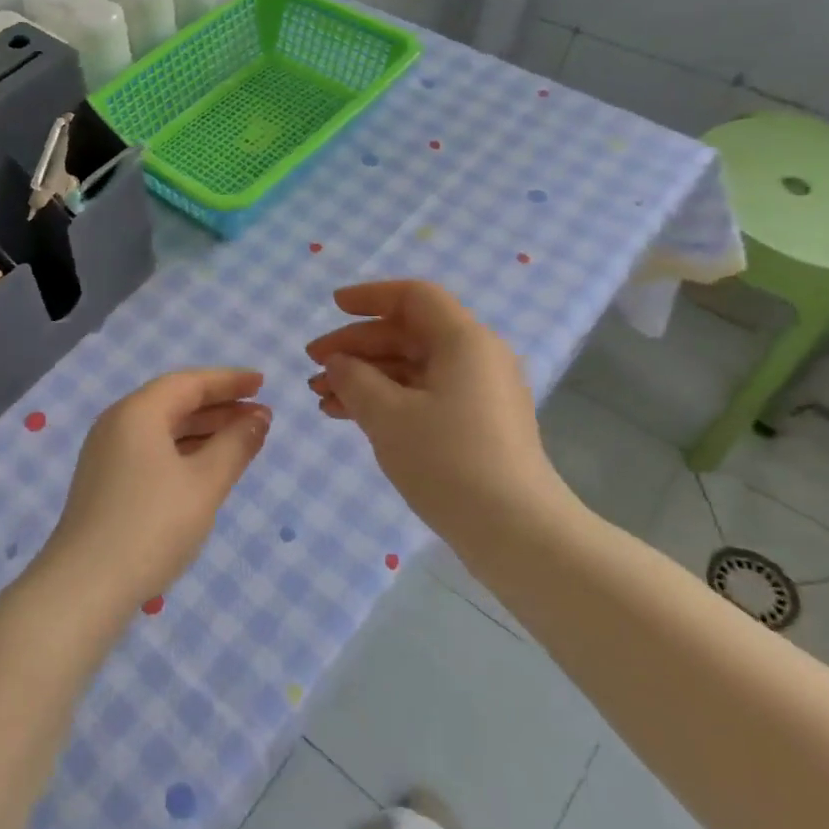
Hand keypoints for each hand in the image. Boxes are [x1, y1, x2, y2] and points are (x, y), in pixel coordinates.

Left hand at [37, 369, 270, 615]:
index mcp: (137, 412)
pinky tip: (206, 468)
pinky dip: (183, 451)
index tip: (262, 383)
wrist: (85, 586)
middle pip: (174, 402)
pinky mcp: (105, 482)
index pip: (188, 383)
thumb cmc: (152, 526)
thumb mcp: (204, 484)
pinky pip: (151, 451)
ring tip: (242, 440)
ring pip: (162, 429)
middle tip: (260, 415)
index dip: (229, 381)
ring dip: (203, 430)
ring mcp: (107, 454)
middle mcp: (117, 424)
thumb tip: (258, 418)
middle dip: (219, 406)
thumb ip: (235, 446)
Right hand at [304, 280, 570, 533]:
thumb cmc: (448, 461)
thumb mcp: (387, 416)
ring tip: (321, 397)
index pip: (414, 297)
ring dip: (365, 377)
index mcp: (464, 341)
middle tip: (313, 365)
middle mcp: (476, 358)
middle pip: (408, 333)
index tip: (332, 307)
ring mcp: (478, 393)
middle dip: (356, 346)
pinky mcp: (476, 425)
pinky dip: (386, 399)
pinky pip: (423, 395)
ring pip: (411, 368)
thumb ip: (354, 379)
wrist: (515, 532)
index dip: (370, 297)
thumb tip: (338, 362)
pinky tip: (348, 416)